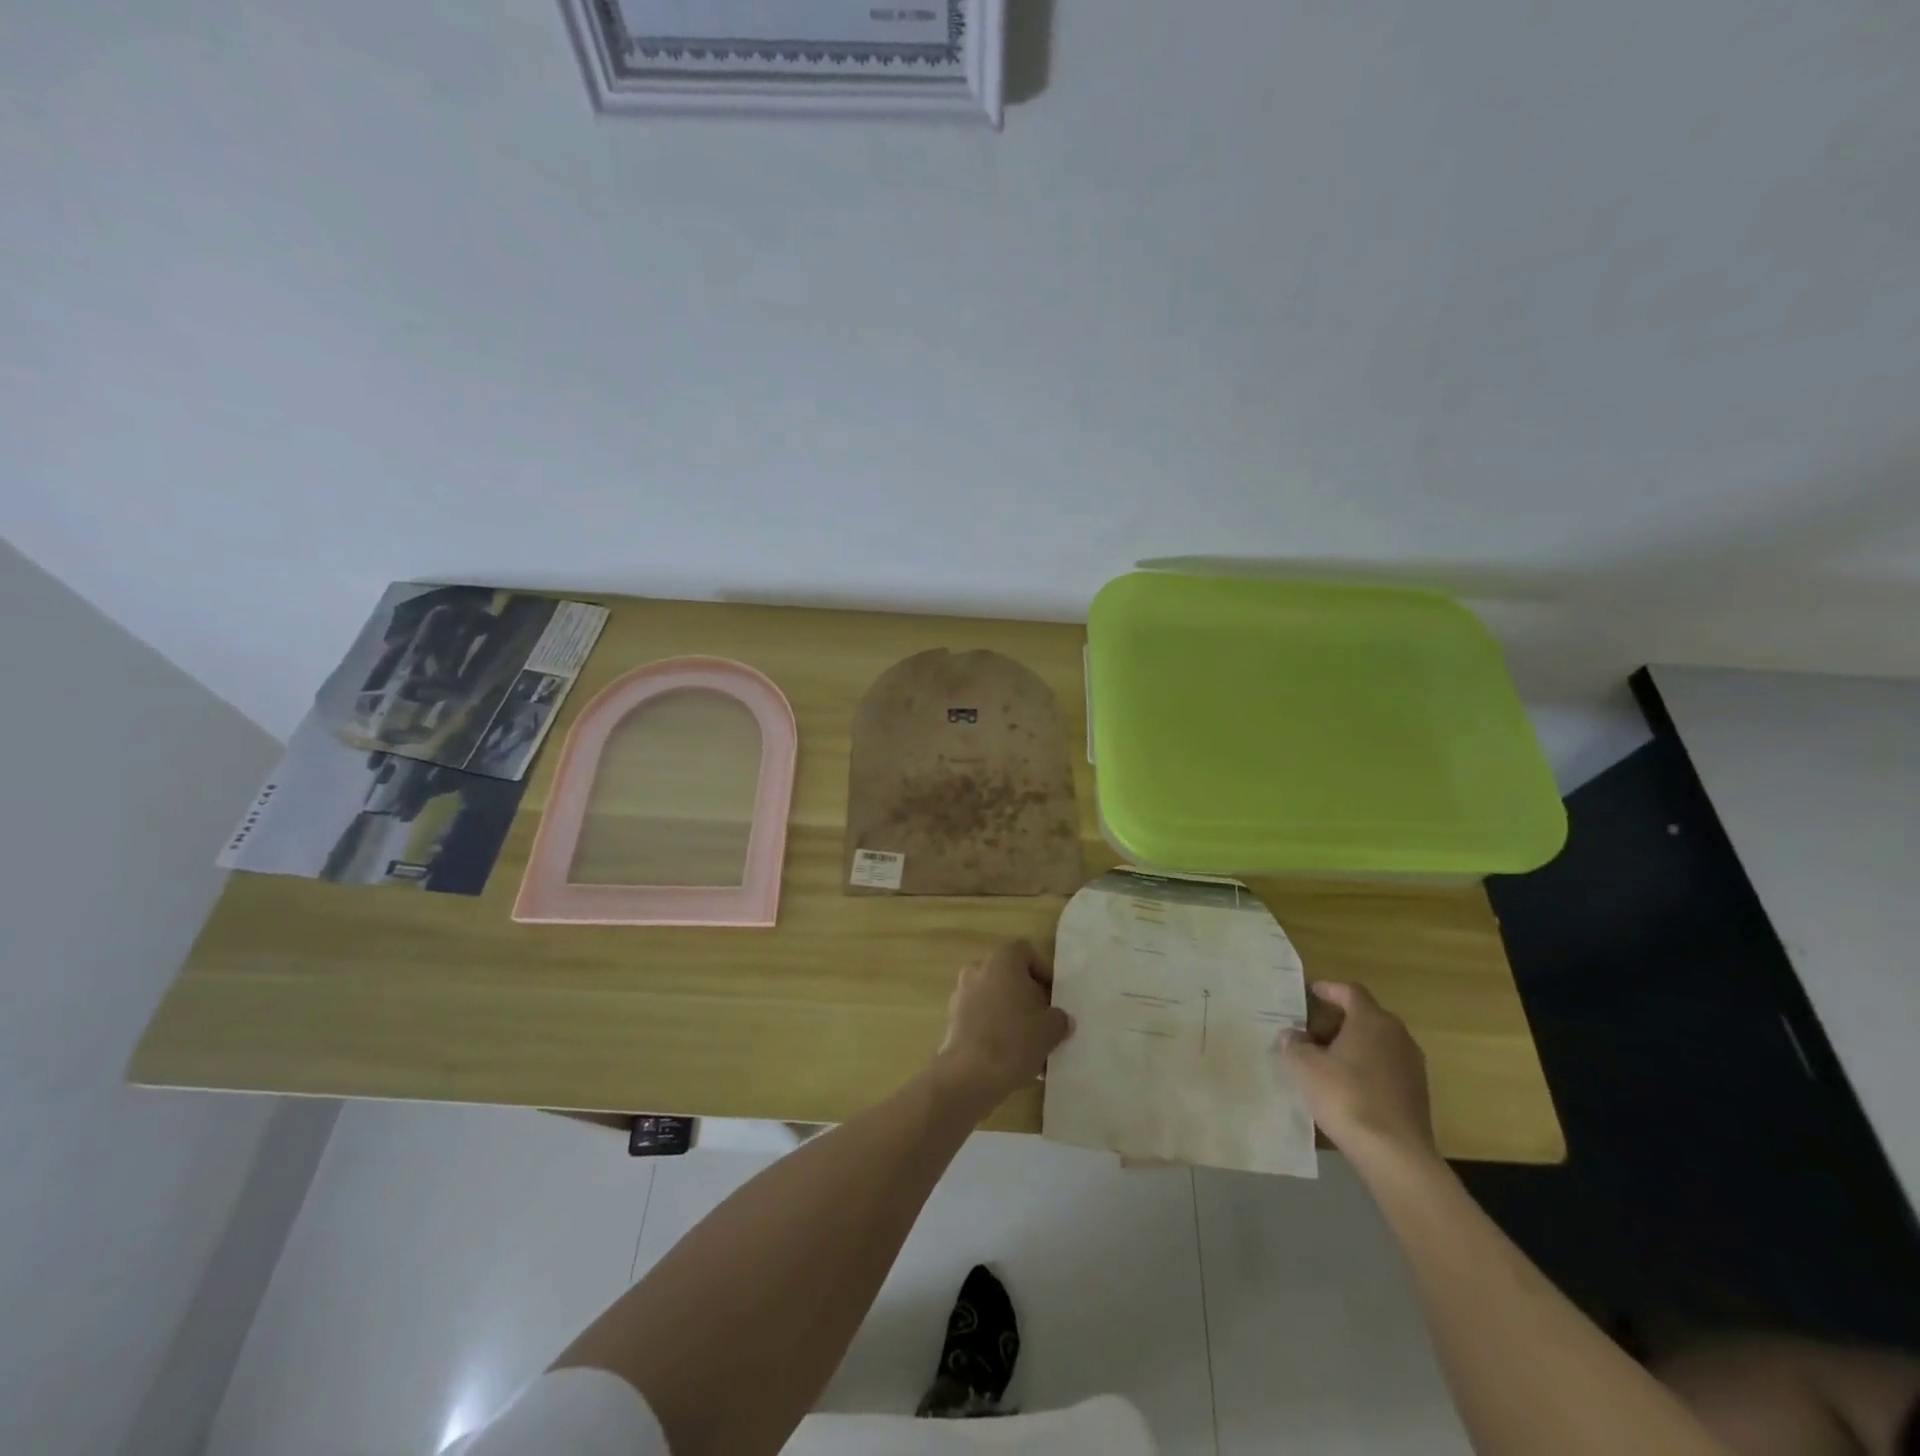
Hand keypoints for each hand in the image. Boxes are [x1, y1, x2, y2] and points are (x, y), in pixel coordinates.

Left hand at [934, 940, 1072, 1109]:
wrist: (970, 1074)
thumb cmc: (1015, 1040)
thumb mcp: (1051, 1029)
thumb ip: (1060, 1018)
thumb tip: (1060, 1019)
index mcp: (1002, 961)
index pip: (1026, 953)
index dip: (1043, 973)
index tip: (1052, 999)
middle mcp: (978, 969)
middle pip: (1009, 977)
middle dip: (1028, 998)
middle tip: (1043, 1023)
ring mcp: (961, 993)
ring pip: (995, 1000)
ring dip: (1012, 1017)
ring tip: (1030, 1049)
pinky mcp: (952, 1019)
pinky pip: (981, 1018)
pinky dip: (995, 1031)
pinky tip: (1010, 1059)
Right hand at [1281, 982, 1434, 1166]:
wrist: (1395, 1154)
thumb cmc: (1346, 1097)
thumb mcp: (1305, 1067)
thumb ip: (1294, 1044)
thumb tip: (1291, 1036)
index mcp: (1372, 1020)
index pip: (1350, 991)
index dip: (1328, 989)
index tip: (1310, 993)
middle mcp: (1397, 1035)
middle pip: (1364, 1016)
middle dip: (1336, 1020)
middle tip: (1309, 1032)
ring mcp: (1412, 1064)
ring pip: (1376, 1042)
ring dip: (1351, 1044)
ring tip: (1324, 1060)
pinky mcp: (1417, 1092)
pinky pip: (1386, 1065)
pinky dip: (1365, 1066)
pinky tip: (1346, 1085)